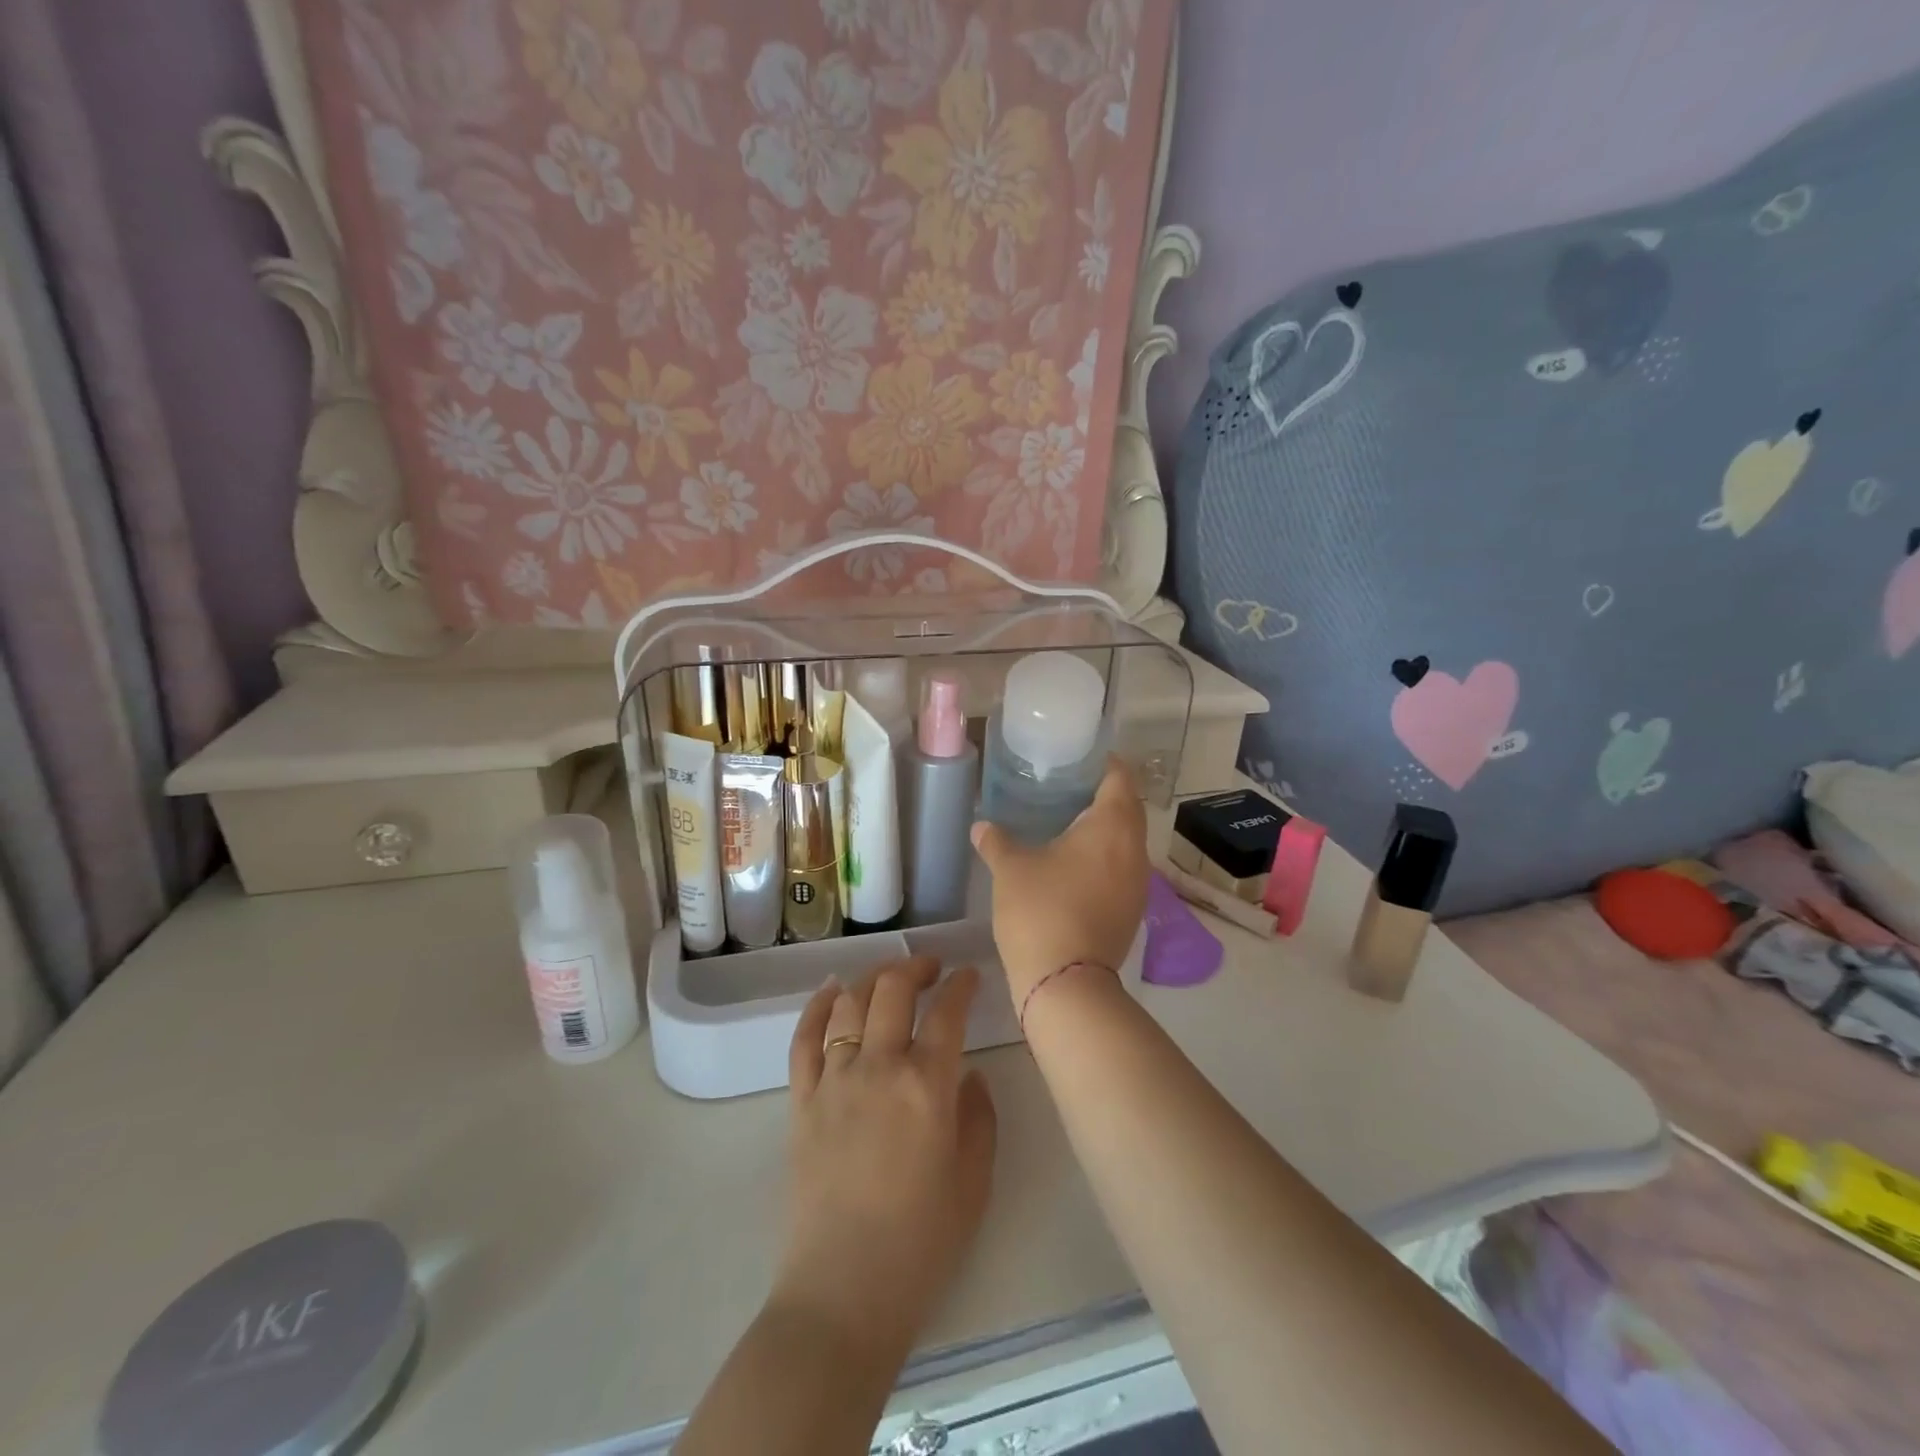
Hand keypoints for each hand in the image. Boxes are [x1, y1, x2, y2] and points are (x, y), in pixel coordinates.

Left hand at [776, 958, 997, 1361]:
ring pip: (850, 1003)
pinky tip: (832, 990)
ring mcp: (834, 1080)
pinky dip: (818, 1006)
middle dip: (915, 967)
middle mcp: (878, 1067)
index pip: (947, 1013)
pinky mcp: (801, 1100)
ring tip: (888, 977)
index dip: (961, 985)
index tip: (970, 976)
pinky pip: (804, 1038)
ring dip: (872, 978)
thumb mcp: (974, 1182)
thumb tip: (970, 1075)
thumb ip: (979, 1118)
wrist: (843, 1293)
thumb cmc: (921, 1243)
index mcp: (927, 1086)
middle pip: (893, 990)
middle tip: (931, 968)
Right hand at [971, 757, 1149, 1006]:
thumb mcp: (1010, 870)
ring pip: (1128, 841)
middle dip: (1103, 795)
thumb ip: (996, 841)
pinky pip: (1123, 867)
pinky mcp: (1132, 909)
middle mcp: (1135, 849)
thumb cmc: (1041, 911)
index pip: (1119, 778)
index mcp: (1111, 826)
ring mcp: (1139, 882)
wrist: (1067, 982)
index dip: (1103, 764)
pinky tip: (1075, 864)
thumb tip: (980, 826)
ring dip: (1106, 828)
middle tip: (1067, 789)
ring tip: (1069, 824)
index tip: (1079, 760)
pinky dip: (1105, 857)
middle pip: (1128, 808)